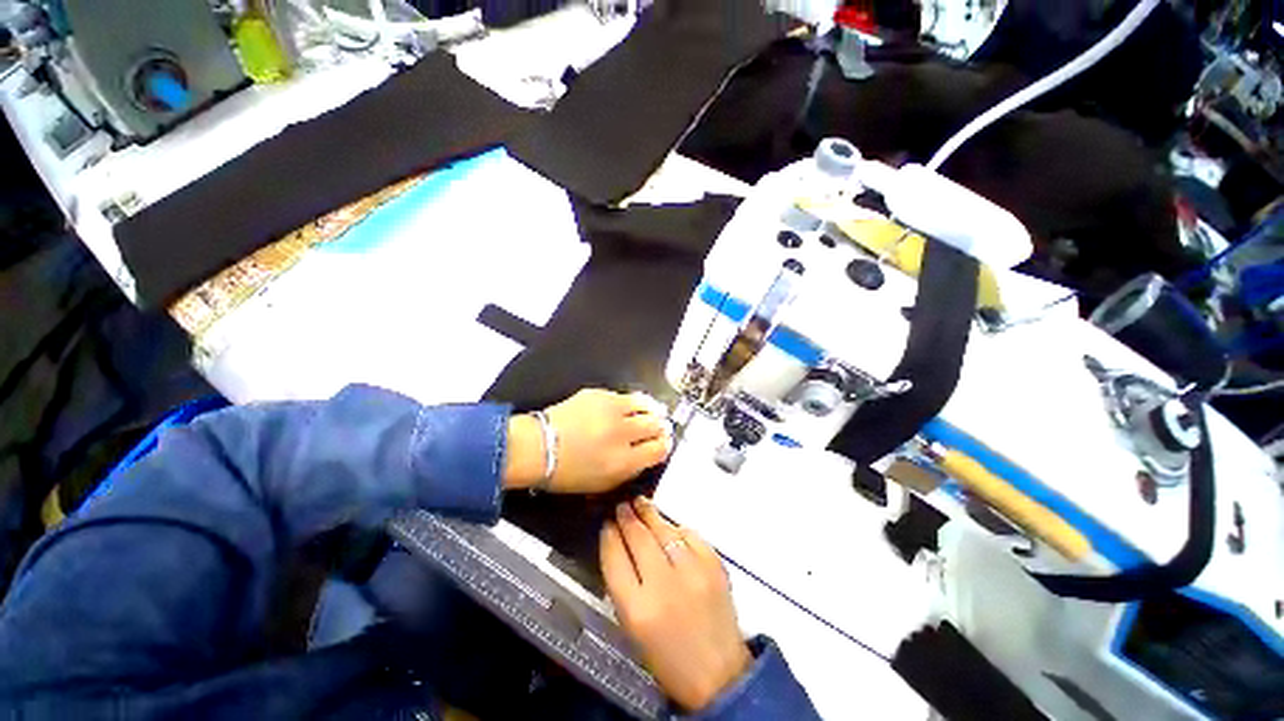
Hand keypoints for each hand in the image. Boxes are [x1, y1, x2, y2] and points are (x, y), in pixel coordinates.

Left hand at [503, 390, 672, 493]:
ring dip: (652, 409)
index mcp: (624, 461)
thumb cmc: (566, 471)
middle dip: (662, 426)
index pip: (659, 449)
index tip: (663, 444)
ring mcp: (611, 409)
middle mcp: (622, 432)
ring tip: (654, 411)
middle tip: (661, 427)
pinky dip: (630, 402)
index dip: (665, 446)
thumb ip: (630, 470)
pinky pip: (624, 395)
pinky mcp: (599, 394)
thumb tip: (648, 455)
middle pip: (656, 424)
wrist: (537, 446)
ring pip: (645, 404)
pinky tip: (626, 407)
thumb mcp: (603, 483)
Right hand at [601, 497, 751, 711]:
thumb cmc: (667, 657)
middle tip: (622, 506)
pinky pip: (690, 534)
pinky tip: (670, 526)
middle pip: (639, 538)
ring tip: (641, 503)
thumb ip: (624, 585)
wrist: (718, 675)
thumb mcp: (633, 628)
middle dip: (627, 518)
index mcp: (637, 610)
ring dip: (650, 514)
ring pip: (665, 530)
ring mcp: (693, 572)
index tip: (606, 524)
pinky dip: (678, 528)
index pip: (615, 559)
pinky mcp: (715, 566)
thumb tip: (619, 544)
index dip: (609, 536)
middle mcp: (664, 586)